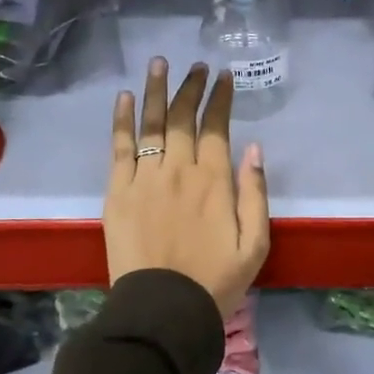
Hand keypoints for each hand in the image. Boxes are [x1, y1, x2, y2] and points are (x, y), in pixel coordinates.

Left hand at [105, 58, 270, 317]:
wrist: (163, 310)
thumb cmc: (216, 280)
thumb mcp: (256, 243)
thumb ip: (255, 192)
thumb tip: (253, 148)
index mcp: (214, 180)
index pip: (216, 127)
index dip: (220, 98)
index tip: (223, 76)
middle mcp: (179, 170)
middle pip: (183, 117)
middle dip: (191, 87)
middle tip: (196, 66)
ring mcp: (145, 178)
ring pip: (152, 124)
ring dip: (157, 90)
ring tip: (160, 63)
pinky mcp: (118, 191)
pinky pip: (120, 147)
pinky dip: (123, 120)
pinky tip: (125, 97)